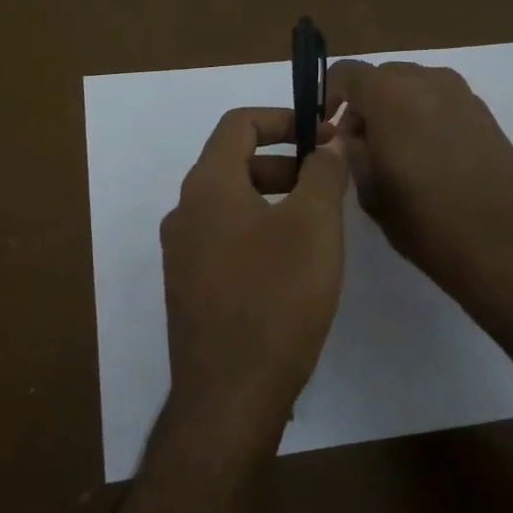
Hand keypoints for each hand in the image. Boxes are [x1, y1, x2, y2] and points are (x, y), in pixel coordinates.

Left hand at [160, 108, 350, 462]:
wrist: (230, 393)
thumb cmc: (276, 297)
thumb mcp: (314, 225)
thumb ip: (324, 173)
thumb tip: (330, 143)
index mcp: (207, 185)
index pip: (239, 124)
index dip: (284, 118)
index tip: (323, 135)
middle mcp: (185, 211)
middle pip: (235, 163)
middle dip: (285, 162)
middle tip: (329, 182)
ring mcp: (182, 252)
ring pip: (231, 204)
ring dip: (274, 198)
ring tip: (318, 224)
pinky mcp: (190, 287)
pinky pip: (225, 239)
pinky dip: (259, 231)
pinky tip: (293, 265)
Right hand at [324, 60, 512, 345]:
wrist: (511, 246)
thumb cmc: (429, 222)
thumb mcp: (372, 192)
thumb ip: (352, 153)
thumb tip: (348, 137)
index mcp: (390, 94)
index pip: (346, 73)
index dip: (328, 96)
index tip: (326, 129)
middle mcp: (427, 81)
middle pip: (381, 77)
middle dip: (363, 104)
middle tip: (358, 146)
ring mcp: (462, 95)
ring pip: (413, 87)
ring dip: (395, 110)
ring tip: (394, 155)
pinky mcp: (486, 114)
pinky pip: (440, 102)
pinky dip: (423, 117)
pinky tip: (428, 161)